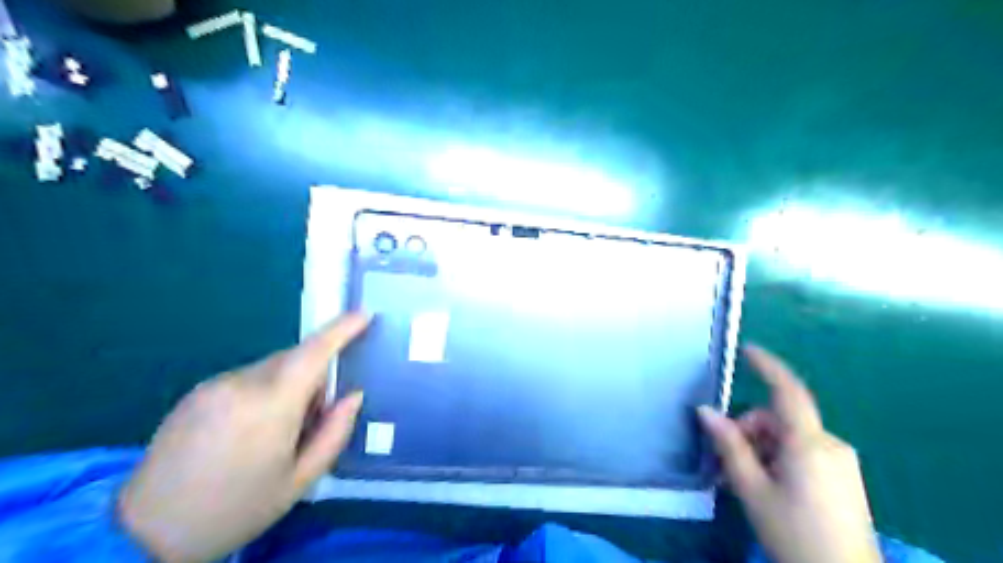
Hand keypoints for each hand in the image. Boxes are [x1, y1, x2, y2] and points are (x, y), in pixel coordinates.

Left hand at [118, 315, 365, 559]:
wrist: (144, 533)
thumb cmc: (235, 508)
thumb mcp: (300, 480)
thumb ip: (335, 432)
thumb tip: (353, 395)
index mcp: (271, 405)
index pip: (314, 352)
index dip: (341, 329)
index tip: (364, 314)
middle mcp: (241, 383)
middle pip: (294, 359)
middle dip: (315, 375)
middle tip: (317, 415)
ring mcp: (214, 385)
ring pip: (271, 368)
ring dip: (289, 385)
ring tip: (279, 432)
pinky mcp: (196, 392)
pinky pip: (247, 378)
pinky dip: (264, 390)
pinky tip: (250, 430)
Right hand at [699, 345, 878, 562]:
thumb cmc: (794, 533)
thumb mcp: (752, 489)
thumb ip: (729, 445)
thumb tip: (705, 410)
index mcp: (808, 443)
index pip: (787, 391)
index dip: (767, 366)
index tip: (746, 350)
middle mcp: (829, 443)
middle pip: (779, 418)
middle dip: (750, 430)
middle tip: (729, 460)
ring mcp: (840, 460)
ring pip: (789, 435)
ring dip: (762, 447)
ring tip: (747, 480)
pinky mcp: (843, 474)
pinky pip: (803, 450)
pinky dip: (779, 456)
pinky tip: (769, 484)